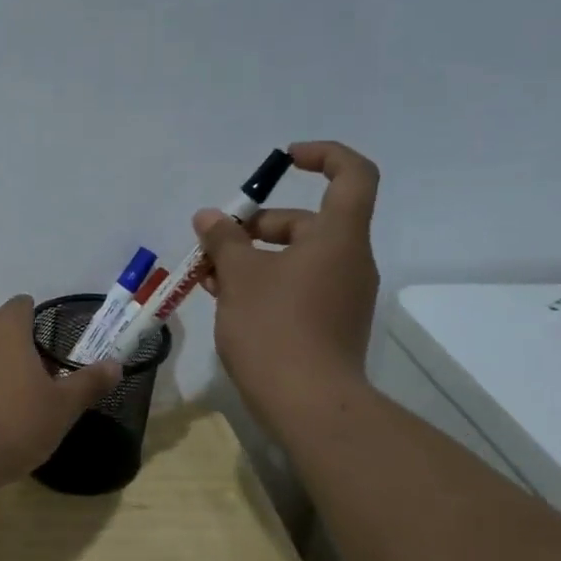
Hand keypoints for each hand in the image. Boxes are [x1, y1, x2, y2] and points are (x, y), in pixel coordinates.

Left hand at [0, 296, 121, 489]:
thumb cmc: (11, 424)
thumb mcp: (62, 408)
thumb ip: (89, 382)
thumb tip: (115, 364)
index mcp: (5, 325)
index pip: (23, 305)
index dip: (40, 322)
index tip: (54, 352)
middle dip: (18, 345)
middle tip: (39, 380)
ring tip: (14, 401)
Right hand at [194, 141, 380, 429]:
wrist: (309, 404)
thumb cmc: (275, 328)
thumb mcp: (240, 277)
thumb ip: (224, 241)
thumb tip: (209, 217)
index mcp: (339, 237)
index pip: (352, 174)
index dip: (323, 156)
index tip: (285, 159)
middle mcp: (349, 261)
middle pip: (309, 222)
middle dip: (257, 225)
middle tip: (214, 242)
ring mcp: (342, 295)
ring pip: (297, 258)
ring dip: (253, 258)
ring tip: (208, 275)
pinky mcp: (330, 324)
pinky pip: (298, 287)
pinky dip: (265, 284)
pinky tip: (226, 299)